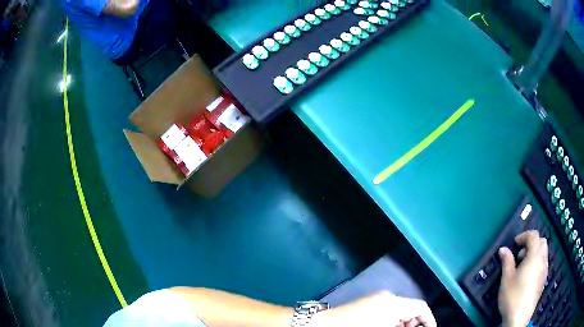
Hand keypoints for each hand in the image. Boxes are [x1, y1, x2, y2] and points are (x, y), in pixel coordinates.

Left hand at [312, 291, 435, 326]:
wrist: (326, 326)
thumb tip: (413, 326)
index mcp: (395, 303)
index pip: (422, 307)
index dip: (429, 320)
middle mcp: (388, 297)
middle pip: (411, 308)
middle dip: (415, 323)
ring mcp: (376, 299)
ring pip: (399, 310)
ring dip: (404, 323)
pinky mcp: (367, 303)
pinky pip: (388, 311)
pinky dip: (393, 321)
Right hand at [498, 230, 548, 326]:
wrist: (519, 318)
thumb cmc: (513, 297)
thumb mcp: (506, 279)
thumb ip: (507, 261)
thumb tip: (503, 249)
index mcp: (535, 256)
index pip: (534, 236)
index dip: (524, 235)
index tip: (515, 243)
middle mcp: (543, 260)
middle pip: (542, 241)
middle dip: (531, 243)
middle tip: (520, 255)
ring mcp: (545, 270)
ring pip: (544, 252)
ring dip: (535, 253)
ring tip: (523, 266)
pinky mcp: (544, 280)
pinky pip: (544, 263)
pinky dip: (538, 262)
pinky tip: (528, 276)